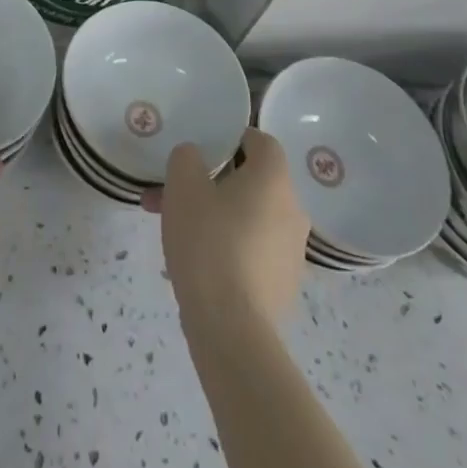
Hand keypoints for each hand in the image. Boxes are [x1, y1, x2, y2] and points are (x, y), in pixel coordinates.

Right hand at [142, 126, 308, 325]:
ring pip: (248, 217)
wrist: (230, 328)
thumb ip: (188, 157)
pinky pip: (253, 250)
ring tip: (174, 230)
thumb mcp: (183, 185)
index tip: (203, 151)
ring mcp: (293, 251)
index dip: (231, 139)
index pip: (261, 141)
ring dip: (215, 215)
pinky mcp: (284, 285)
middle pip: (252, 181)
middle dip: (211, 183)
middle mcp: (293, 209)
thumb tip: (197, 158)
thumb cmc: (208, 241)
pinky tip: (197, 262)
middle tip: (174, 194)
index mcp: (274, 179)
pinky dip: (228, 246)